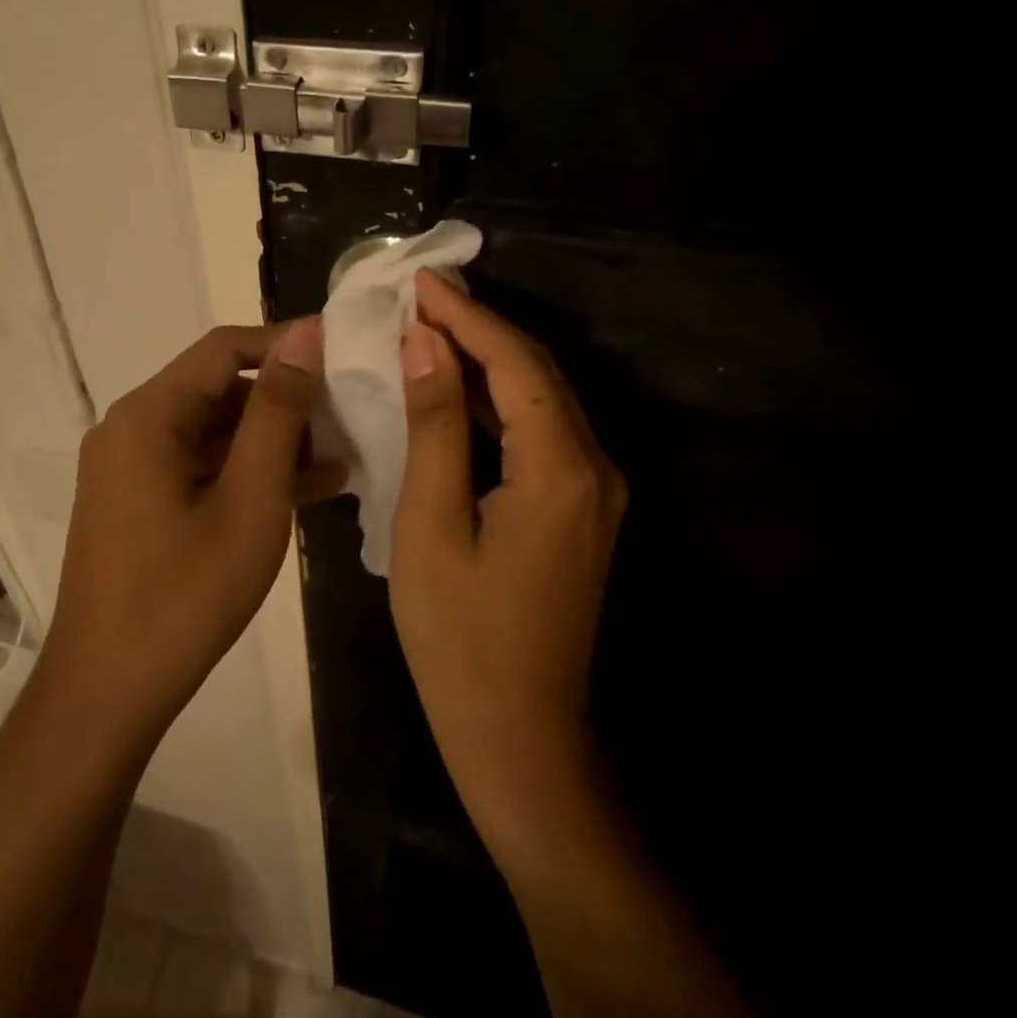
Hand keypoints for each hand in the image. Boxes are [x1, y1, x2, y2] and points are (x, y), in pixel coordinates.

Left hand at [43, 319, 336, 742]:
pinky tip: (310, 488)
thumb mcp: (250, 499)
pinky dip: (250, 472)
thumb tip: (304, 336)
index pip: (226, 348)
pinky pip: (203, 467)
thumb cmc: (185, 595)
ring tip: (343, 454)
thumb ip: (278, 412)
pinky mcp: (141, 502)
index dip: (287, 343)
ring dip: (275, 440)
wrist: (108, 693)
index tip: (344, 353)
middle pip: (220, 389)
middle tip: (351, 413)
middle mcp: (133, 428)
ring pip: (216, 431)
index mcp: (149, 415)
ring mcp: (133, 468)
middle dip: (287, 399)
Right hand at [391, 272, 627, 839]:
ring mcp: (594, 493)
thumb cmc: (459, 637)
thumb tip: (427, 346)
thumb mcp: (431, 523)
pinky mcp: (581, 513)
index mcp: (560, 468)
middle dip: (481, 328)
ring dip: (490, 362)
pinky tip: (460, 391)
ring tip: (435, 328)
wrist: (519, 735)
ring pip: (542, 401)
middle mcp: (594, 469)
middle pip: (537, 374)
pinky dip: (500, 405)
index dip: (468, 317)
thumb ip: (435, 426)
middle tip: (424, 296)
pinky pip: (541, 436)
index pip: (515, 363)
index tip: (422, 282)